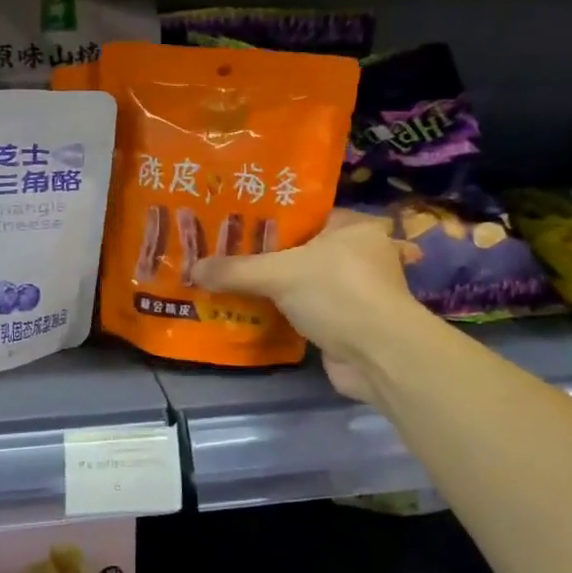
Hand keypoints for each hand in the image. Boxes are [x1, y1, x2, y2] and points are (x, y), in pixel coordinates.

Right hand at [193, 210, 425, 401]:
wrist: (379, 357)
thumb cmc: (338, 294)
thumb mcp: (280, 273)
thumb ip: (235, 270)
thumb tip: (192, 269)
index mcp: (353, 228)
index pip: (305, 214)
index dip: (269, 218)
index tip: (234, 223)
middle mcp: (358, 255)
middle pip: (300, 250)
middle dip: (265, 256)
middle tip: (223, 253)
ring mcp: (353, 292)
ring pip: (301, 282)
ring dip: (273, 287)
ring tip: (228, 281)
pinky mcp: (345, 324)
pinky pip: (303, 310)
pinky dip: (281, 312)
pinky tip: (250, 311)